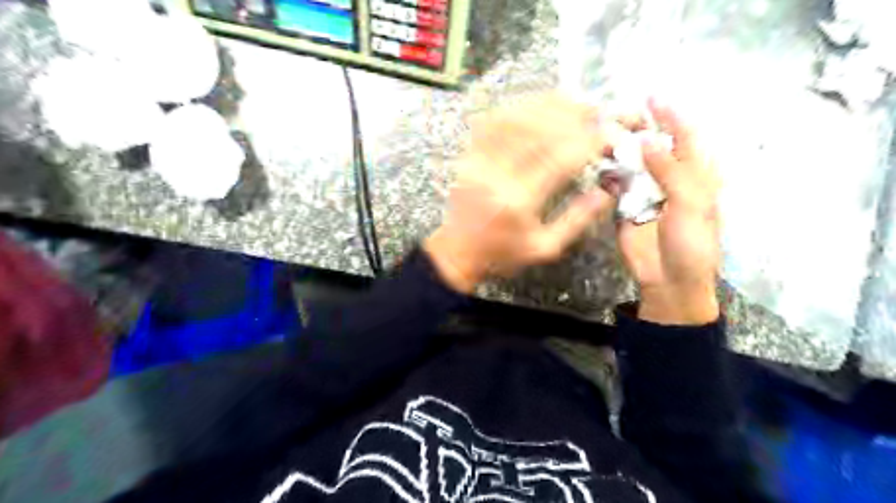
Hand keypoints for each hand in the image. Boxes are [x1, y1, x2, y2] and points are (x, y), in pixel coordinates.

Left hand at [425, 95, 620, 293]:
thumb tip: (607, 192)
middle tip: (594, 109)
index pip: (560, 161)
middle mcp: (498, 177)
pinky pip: (491, 123)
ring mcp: (479, 163)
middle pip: (537, 134)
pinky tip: (534, 104)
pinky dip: (515, 109)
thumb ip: (577, 220)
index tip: (607, 134)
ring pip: (514, 122)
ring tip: (571, 100)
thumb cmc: (502, 253)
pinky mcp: (468, 157)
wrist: (458, 252)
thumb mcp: (544, 247)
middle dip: (570, 117)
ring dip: (545, 107)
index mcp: (519, 202)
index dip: (587, 143)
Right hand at [620, 98, 723, 324]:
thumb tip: (649, 142)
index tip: (652, 98)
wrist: (668, 280)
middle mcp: (670, 179)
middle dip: (640, 131)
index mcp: (697, 176)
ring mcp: (646, 193)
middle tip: (618, 117)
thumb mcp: (690, 205)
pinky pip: (616, 187)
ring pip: (633, 165)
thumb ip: (671, 172)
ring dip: (620, 152)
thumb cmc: (691, 244)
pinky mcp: (625, 207)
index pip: (686, 138)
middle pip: (656, 147)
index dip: (672, 117)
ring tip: (604, 138)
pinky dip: (608, 176)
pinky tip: (599, 168)